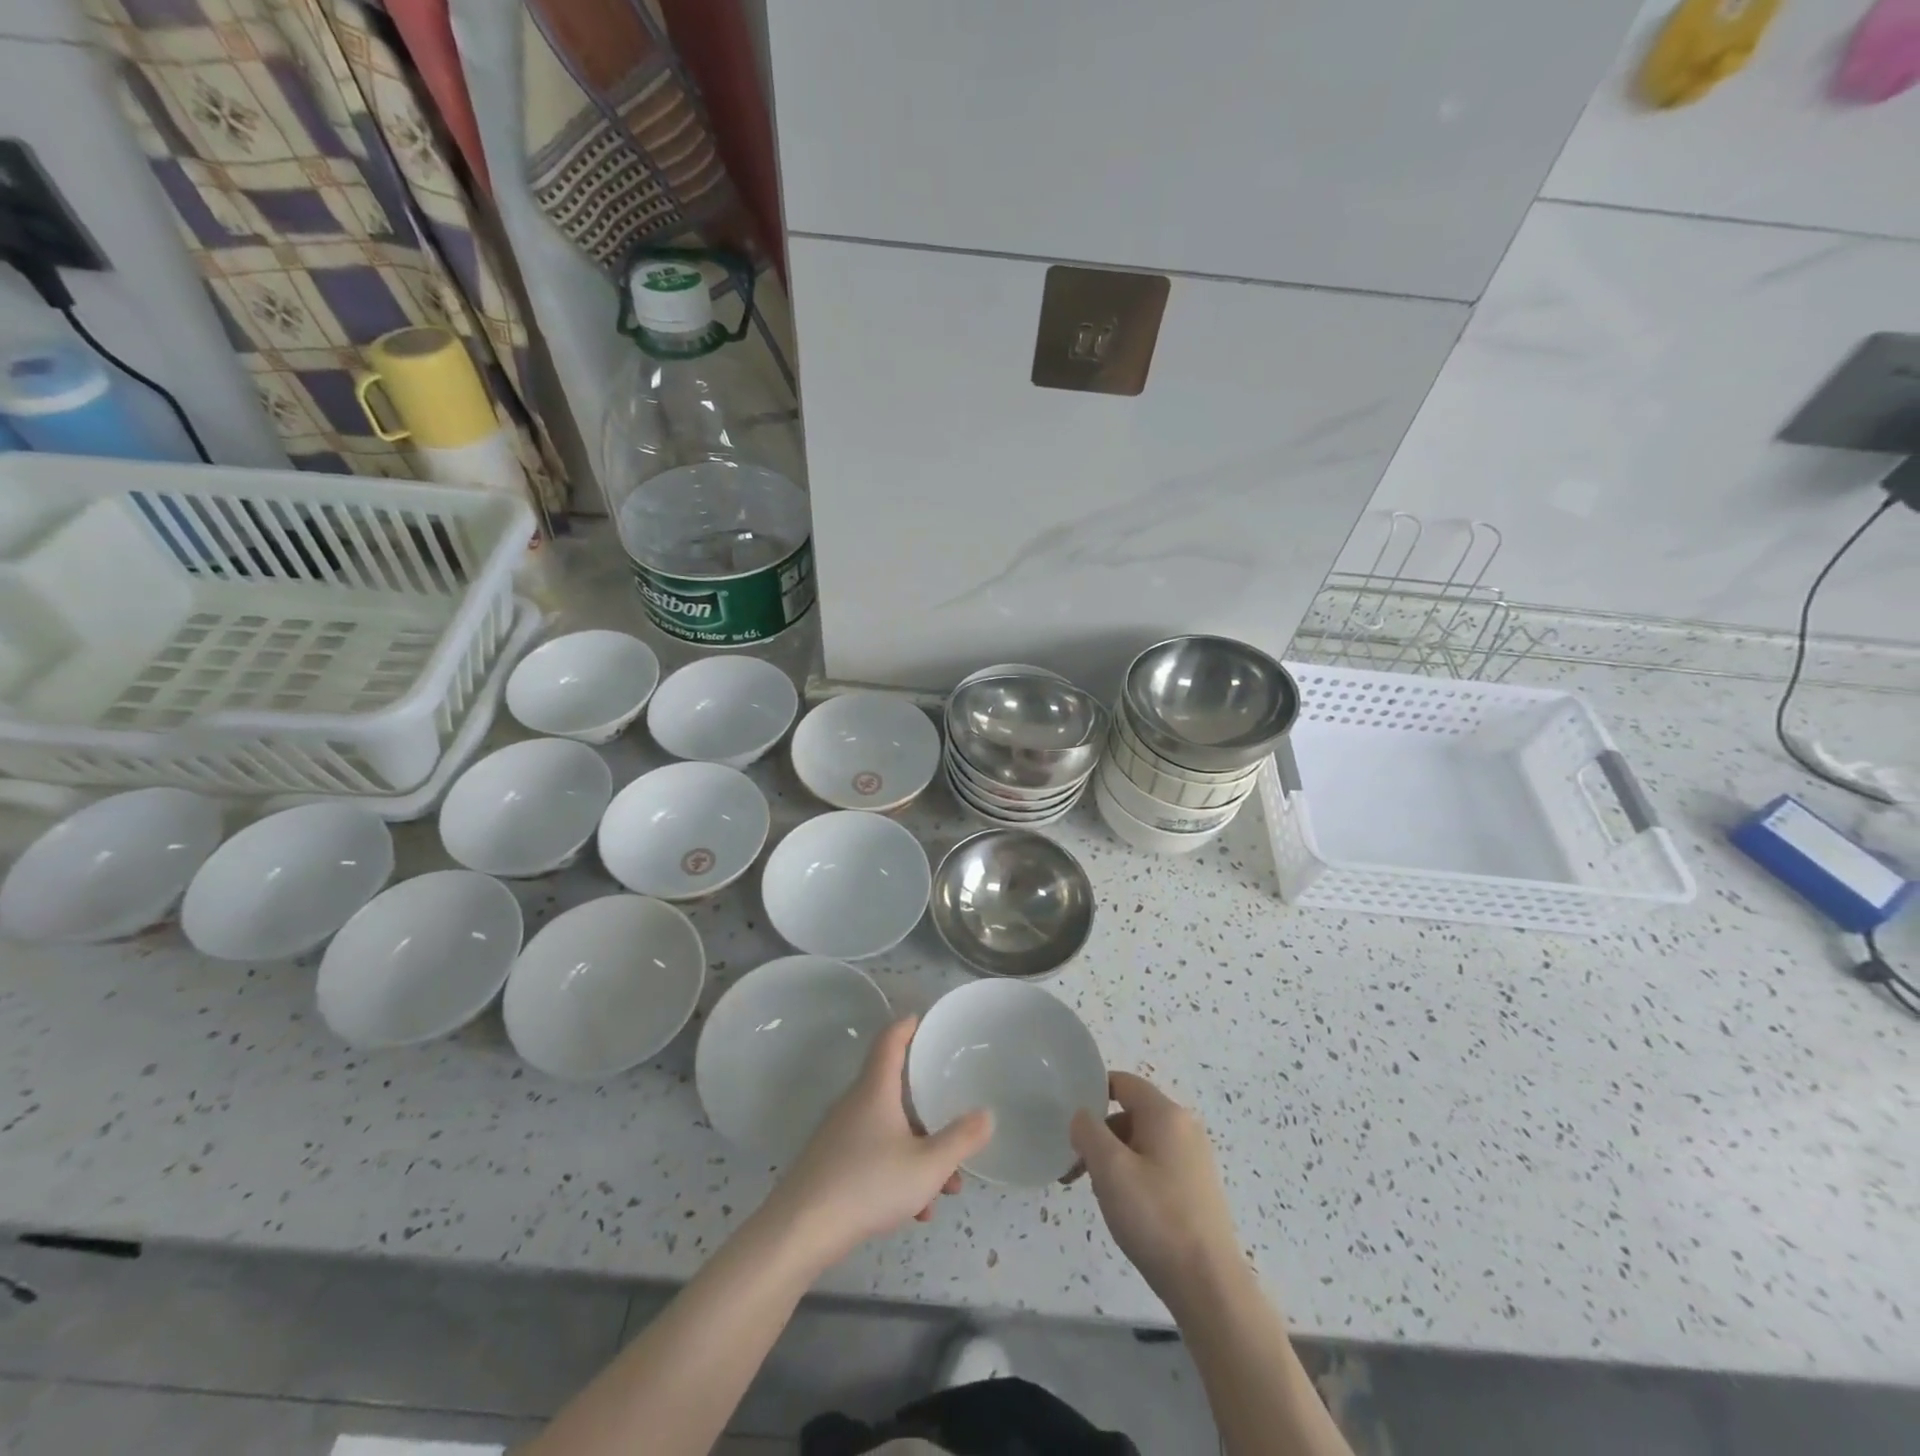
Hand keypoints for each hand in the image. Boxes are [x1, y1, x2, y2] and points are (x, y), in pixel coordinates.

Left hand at [768, 1017, 991, 1270]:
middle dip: (929, 1111)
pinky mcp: (830, 1164)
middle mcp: (855, 1103)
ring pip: (889, 1131)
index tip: (926, 1021)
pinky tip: (913, 1212)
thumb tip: (986, 1115)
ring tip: (944, 1189)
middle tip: (955, 1124)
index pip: (891, 1040)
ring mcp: (840, 1134)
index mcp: (876, 1089)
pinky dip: (897, 1173)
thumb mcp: (928, 1166)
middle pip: (896, 1091)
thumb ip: (960, 1140)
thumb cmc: (869, 1184)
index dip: (909, 1026)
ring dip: (918, 1152)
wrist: (801, 1231)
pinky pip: (873, 1156)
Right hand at [1069, 1073, 1248, 1312]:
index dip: (1093, 1092)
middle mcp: (1185, 1128)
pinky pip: (1156, 1166)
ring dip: (1114, 1160)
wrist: (1209, 1285)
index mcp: (1166, 1114)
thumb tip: (1083, 1117)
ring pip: (1141, 1143)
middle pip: (1130, 1114)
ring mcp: (1194, 1160)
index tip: (1069, 1119)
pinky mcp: (1197, 1189)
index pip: (1123, 1082)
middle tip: (1076, 1168)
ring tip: (1097, 1194)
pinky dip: (1133, 1176)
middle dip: (1100, 1135)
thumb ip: (1088, 1131)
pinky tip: (1125, 1209)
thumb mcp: (1110, 1169)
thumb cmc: (1155, 1217)